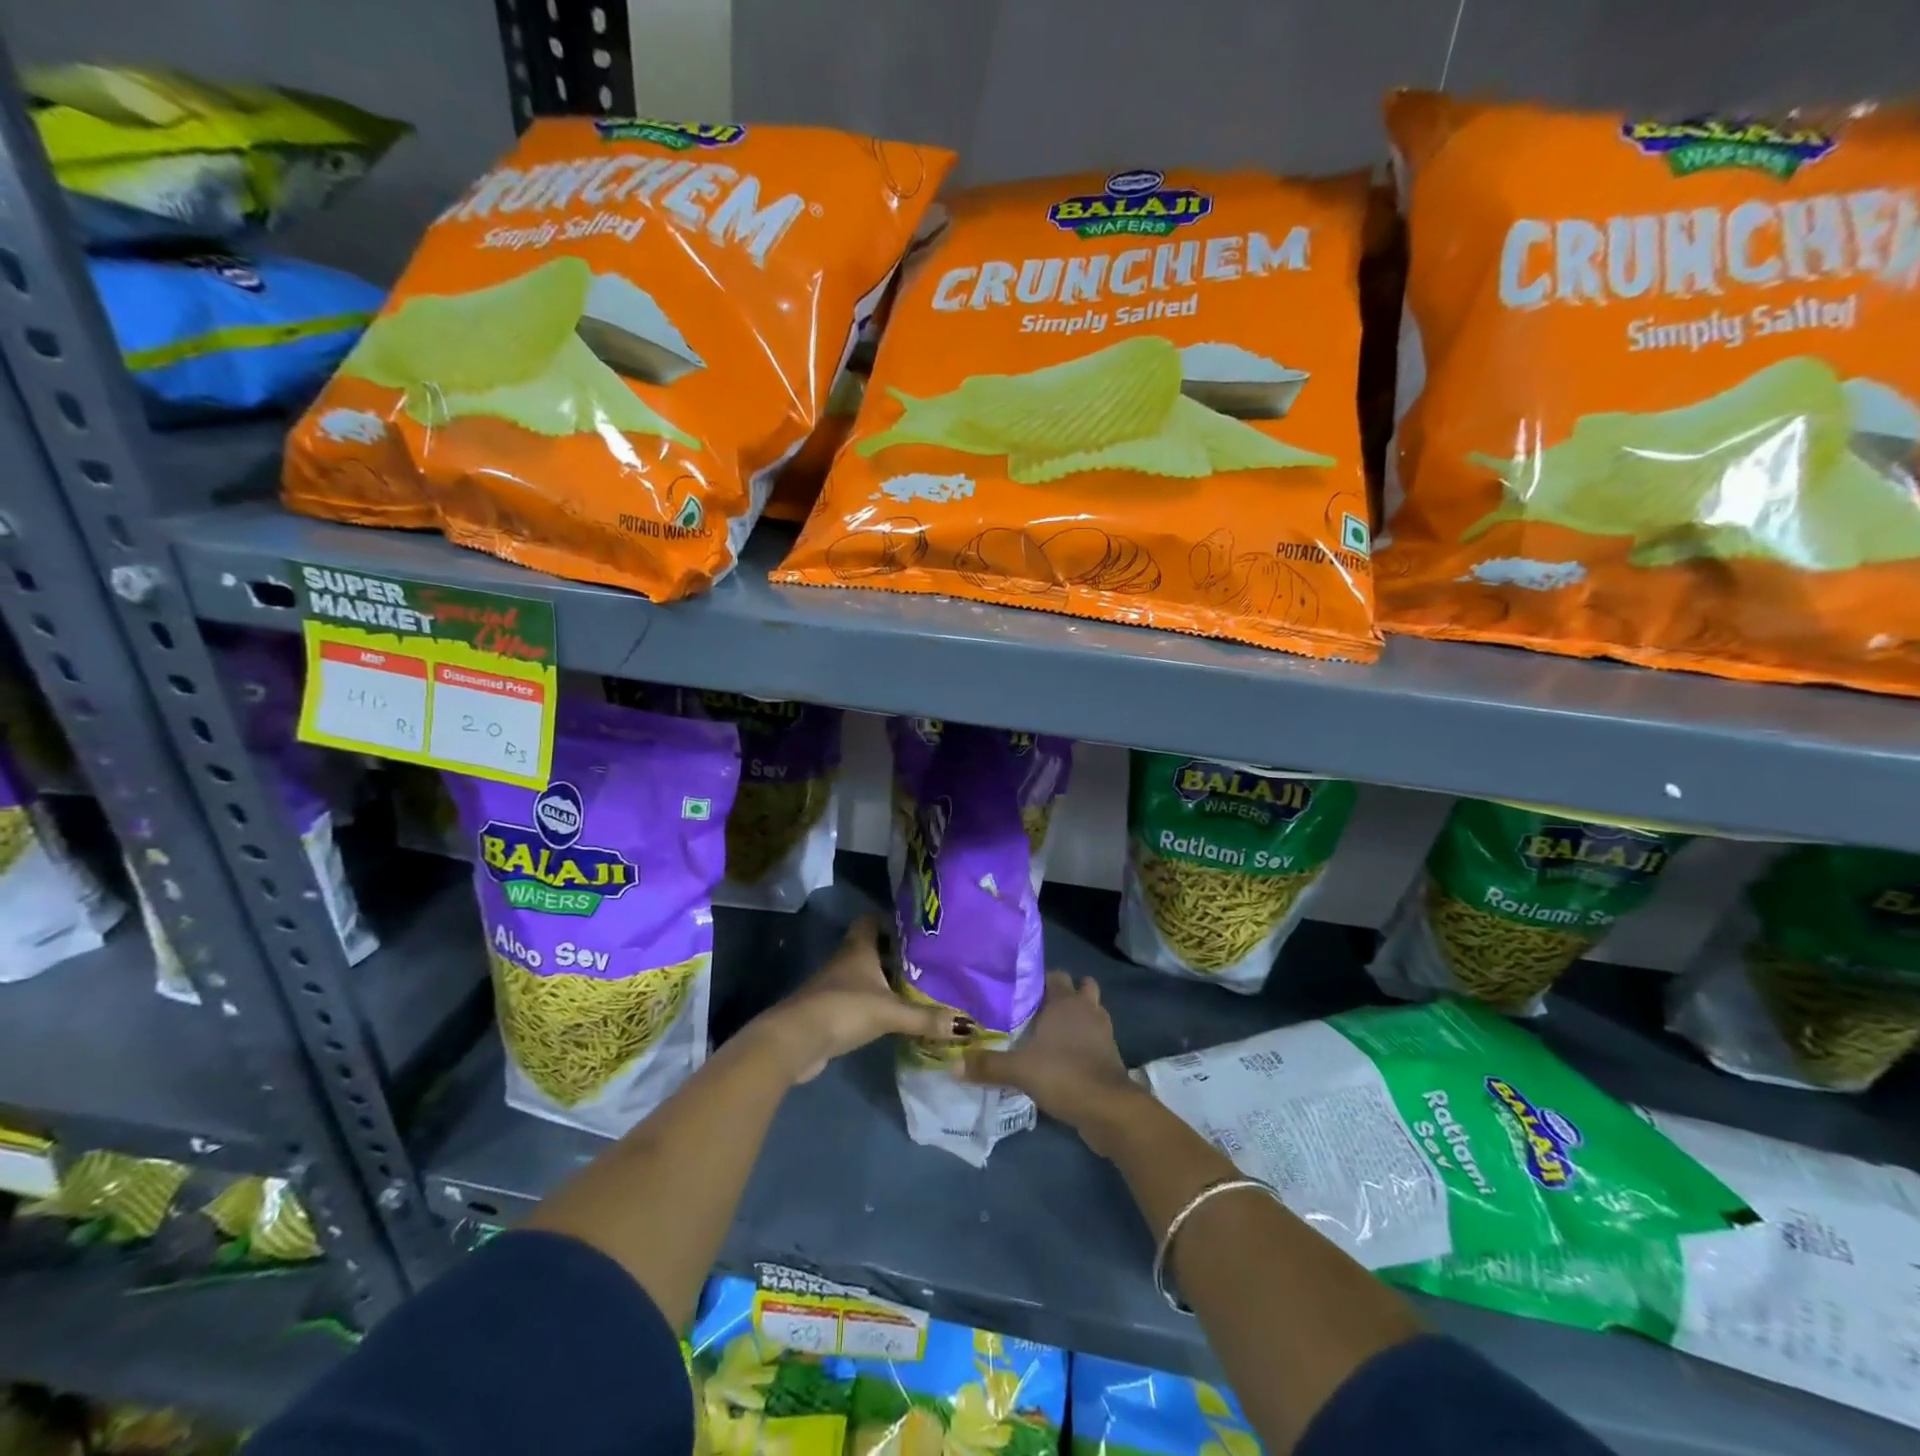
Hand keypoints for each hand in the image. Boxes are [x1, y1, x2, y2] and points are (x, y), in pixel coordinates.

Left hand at [756, 915, 965, 1083]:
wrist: (795, 1041)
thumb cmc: (843, 1009)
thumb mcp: (890, 1012)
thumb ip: (926, 1018)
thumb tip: (968, 1024)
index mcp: (858, 948)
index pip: (871, 920)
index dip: (890, 920)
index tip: (916, 928)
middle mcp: (845, 961)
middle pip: (871, 948)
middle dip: (895, 953)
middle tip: (926, 960)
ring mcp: (834, 987)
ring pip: (865, 975)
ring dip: (885, 980)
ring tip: (917, 987)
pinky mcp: (830, 1011)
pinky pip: (858, 999)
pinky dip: (875, 1004)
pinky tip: (894, 1015)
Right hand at [963, 971, 1144, 1150]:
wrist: (1109, 1109)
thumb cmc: (1064, 1075)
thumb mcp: (1019, 1071)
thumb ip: (987, 1065)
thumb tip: (953, 1065)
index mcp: (1065, 1001)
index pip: (1054, 975)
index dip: (1038, 980)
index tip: (1018, 991)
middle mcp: (1087, 1009)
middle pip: (1079, 988)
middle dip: (1062, 996)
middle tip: (1035, 1011)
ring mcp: (1103, 1032)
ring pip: (1090, 1013)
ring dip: (1076, 1019)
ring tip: (1049, 1033)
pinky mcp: (1110, 1055)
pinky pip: (1095, 1039)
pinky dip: (1084, 1043)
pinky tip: (1063, 1058)